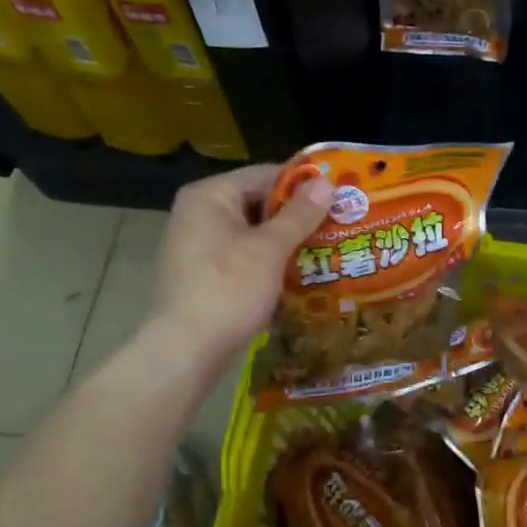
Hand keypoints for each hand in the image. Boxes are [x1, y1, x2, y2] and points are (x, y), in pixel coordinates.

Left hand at [151, 164, 331, 367]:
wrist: (186, 351)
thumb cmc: (229, 289)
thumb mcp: (270, 249)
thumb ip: (299, 214)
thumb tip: (327, 182)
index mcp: (209, 195)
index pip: (265, 175)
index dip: (304, 185)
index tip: (340, 195)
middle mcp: (198, 213)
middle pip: (257, 202)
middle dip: (297, 215)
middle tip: (339, 224)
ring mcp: (197, 245)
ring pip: (252, 232)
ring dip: (286, 241)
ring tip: (327, 248)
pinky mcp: (202, 274)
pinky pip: (242, 256)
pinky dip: (269, 261)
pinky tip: (299, 274)